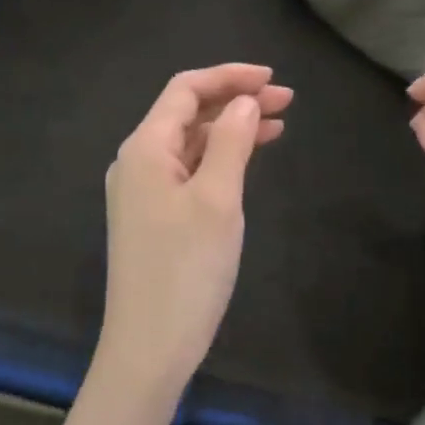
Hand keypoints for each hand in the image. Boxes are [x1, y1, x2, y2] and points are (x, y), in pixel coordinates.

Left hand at [99, 64, 290, 396]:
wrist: (149, 347)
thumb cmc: (186, 270)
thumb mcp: (217, 199)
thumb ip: (231, 141)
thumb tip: (243, 101)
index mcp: (145, 148)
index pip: (185, 90)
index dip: (229, 77)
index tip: (273, 79)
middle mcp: (138, 162)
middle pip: (187, 113)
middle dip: (234, 100)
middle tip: (287, 100)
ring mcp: (143, 191)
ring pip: (191, 143)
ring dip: (230, 128)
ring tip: (277, 124)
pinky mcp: (154, 217)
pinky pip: (189, 171)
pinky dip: (220, 158)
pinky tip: (248, 159)